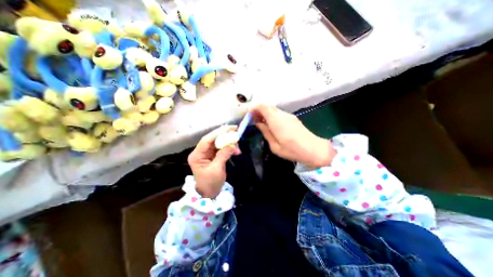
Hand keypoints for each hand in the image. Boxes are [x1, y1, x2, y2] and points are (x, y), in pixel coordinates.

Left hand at [188, 124, 241, 197]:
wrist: (209, 194)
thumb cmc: (210, 183)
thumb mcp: (217, 169)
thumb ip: (223, 155)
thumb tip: (233, 145)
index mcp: (197, 155)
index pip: (206, 140)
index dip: (218, 133)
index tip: (229, 128)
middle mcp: (201, 152)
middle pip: (213, 140)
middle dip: (225, 136)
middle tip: (236, 133)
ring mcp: (207, 153)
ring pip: (218, 143)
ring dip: (229, 143)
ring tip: (238, 148)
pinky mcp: (213, 155)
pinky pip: (222, 148)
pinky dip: (229, 148)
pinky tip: (236, 151)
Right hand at [251, 105, 334, 166]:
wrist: (314, 149)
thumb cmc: (292, 150)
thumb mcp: (274, 145)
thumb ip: (265, 132)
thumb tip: (258, 123)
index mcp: (276, 120)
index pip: (263, 106)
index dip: (254, 108)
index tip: (249, 116)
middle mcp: (282, 114)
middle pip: (267, 106)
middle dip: (258, 111)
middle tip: (253, 120)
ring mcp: (288, 115)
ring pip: (273, 109)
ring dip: (265, 113)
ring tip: (261, 123)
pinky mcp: (293, 118)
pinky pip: (279, 113)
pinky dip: (272, 116)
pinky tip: (271, 125)